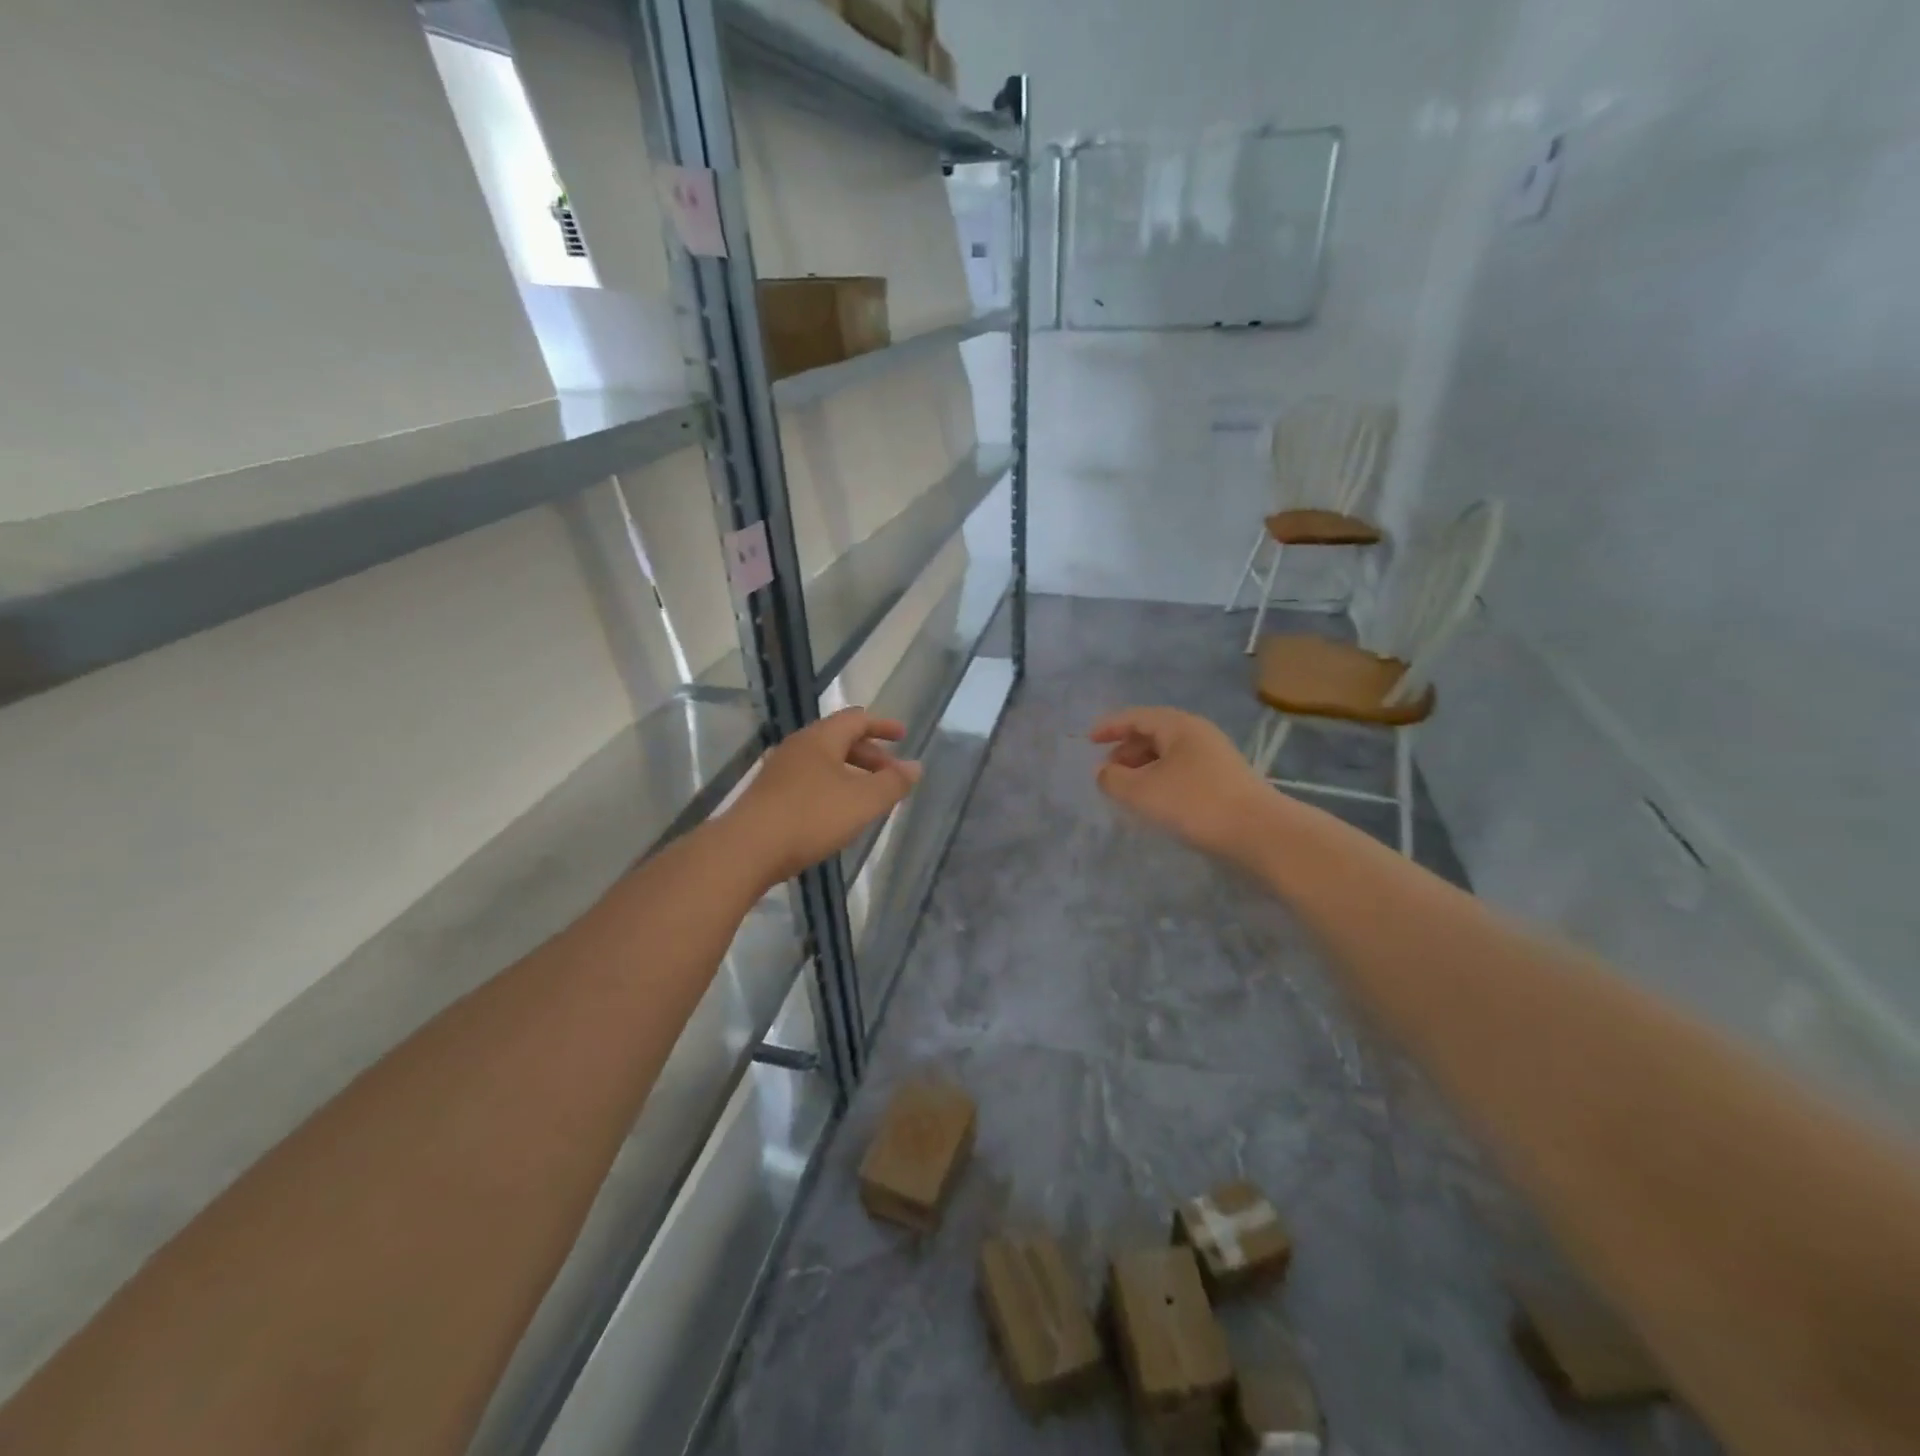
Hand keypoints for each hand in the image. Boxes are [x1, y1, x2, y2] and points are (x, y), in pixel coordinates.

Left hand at [726, 707, 921, 885]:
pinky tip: (838, 813)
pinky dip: (832, 787)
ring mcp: (780, 771)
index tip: (903, 736)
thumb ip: (893, 783)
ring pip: (824, 762)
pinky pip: (809, 780)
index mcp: (821, 738)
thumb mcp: (863, 801)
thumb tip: (916, 766)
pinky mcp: (769, 795)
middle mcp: (799, 746)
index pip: (857, 719)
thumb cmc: (811, 817)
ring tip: (868, 796)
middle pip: (839, 739)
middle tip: (890, 774)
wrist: (747, 849)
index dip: (883, 726)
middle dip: (869, 754)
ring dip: (851, 773)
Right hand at [1090, 707, 1274, 863]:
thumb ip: (1113, 779)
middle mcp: (1198, 734)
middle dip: (1126, 749)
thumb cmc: (1195, 803)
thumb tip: (1103, 772)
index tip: (1088, 740)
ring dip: (1143, 767)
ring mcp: (1214, 756)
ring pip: (1169, 754)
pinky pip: (1182, 770)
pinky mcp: (1224, 780)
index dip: (1110, 727)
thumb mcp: (1142, 791)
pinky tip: (1156, 800)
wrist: (1259, 832)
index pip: (1136, 717)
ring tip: (1127, 789)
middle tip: (1107, 771)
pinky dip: (1161, 778)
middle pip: (1154, 733)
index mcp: (1178, 726)